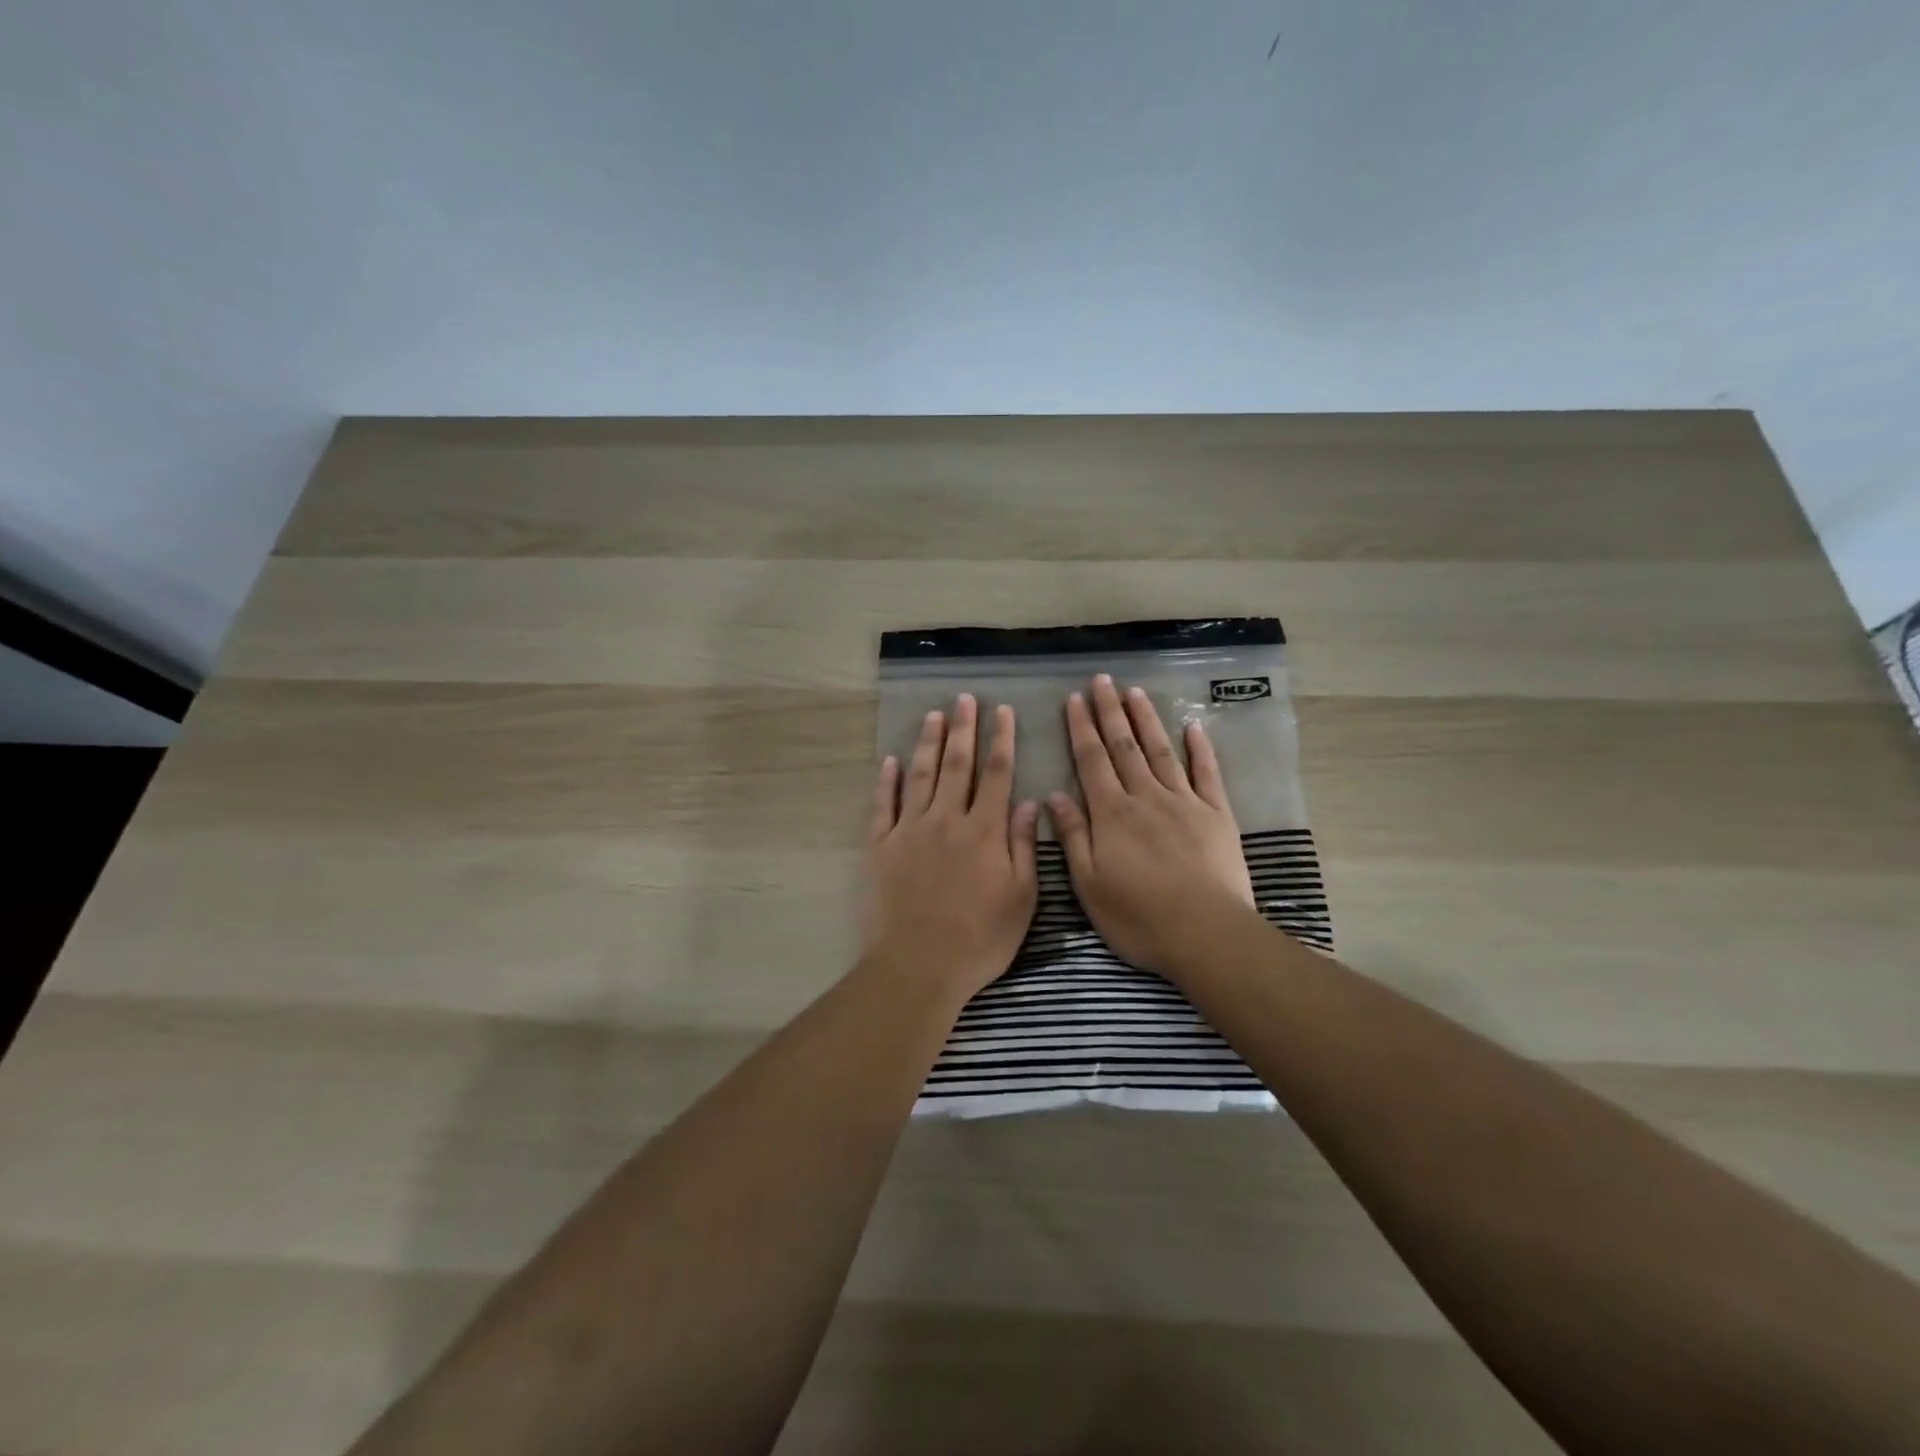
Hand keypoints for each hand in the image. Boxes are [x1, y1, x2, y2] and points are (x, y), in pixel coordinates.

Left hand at [862, 694, 1039, 1001]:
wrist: (919, 965)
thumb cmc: (980, 939)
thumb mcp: (1021, 899)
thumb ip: (1023, 847)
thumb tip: (1029, 803)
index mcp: (984, 831)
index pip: (997, 774)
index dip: (1001, 739)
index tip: (1003, 712)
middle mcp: (947, 820)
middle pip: (957, 764)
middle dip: (963, 729)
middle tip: (964, 699)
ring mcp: (910, 830)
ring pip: (920, 775)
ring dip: (927, 743)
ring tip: (932, 716)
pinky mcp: (881, 846)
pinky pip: (883, 805)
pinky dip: (886, 781)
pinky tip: (890, 761)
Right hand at [1046, 675, 1254, 976]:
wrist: (1205, 934)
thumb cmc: (1138, 916)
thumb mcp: (1089, 884)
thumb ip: (1073, 836)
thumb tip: (1054, 796)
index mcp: (1112, 813)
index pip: (1092, 760)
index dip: (1081, 728)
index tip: (1074, 699)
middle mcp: (1145, 797)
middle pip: (1124, 746)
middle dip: (1110, 711)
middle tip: (1102, 680)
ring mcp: (1184, 802)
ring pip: (1161, 751)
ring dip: (1146, 720)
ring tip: (1135, 692)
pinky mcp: (1217, 814)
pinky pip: (1207, 773)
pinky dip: (1200, 748)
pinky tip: (1193, 726)